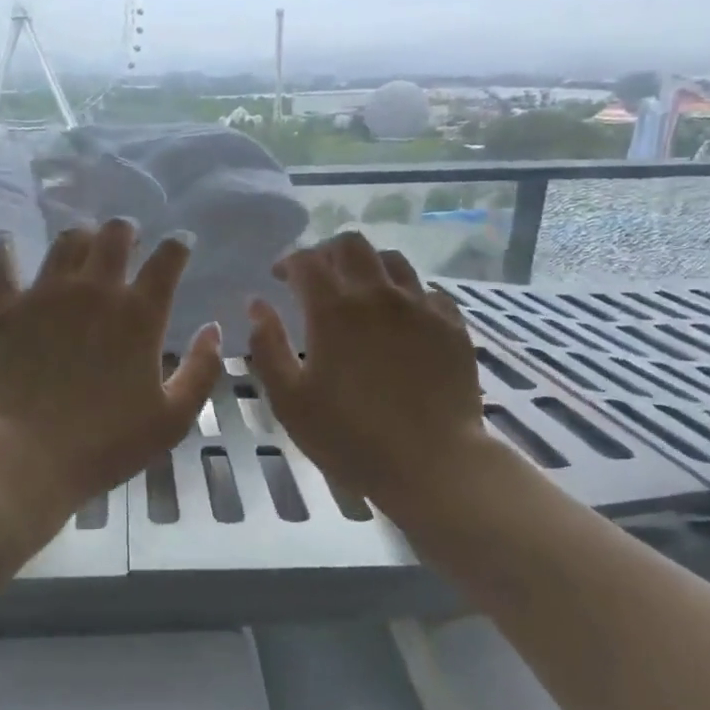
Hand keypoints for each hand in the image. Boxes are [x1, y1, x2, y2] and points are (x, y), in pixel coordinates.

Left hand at [0, 220, 223, 511]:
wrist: (32, 457)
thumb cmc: (109, 442)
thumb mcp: (174, 417)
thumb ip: (202, 369)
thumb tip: (213, 329)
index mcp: (140, 314)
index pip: (167, 259)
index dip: (178, 245)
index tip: (181, 244)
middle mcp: (95, 291)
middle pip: (115, 235)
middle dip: (127, 231)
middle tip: (128, 241)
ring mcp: (47, 295)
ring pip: (66, 241)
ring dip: (82, 237)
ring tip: (84, 245)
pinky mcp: (7, 308)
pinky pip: (2, 264)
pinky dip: (6, 248)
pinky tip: (8, 240)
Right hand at [249, 233, 487, 514]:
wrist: (432, 463)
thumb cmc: (350, 436)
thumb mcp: (289, 400)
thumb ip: (268, 347)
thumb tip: (257, 305)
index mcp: (334, 310)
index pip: (307, 261)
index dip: (289, 262)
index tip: (280, 278)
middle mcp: (378, 295)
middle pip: (351, 245)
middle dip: (327, 253)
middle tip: (317, 278)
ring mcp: (421, 307)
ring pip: (392, 261)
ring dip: (368, 266)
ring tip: (360, 291)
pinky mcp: (452, 325)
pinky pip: (427, 291)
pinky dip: (405, 294)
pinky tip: (401, 317)